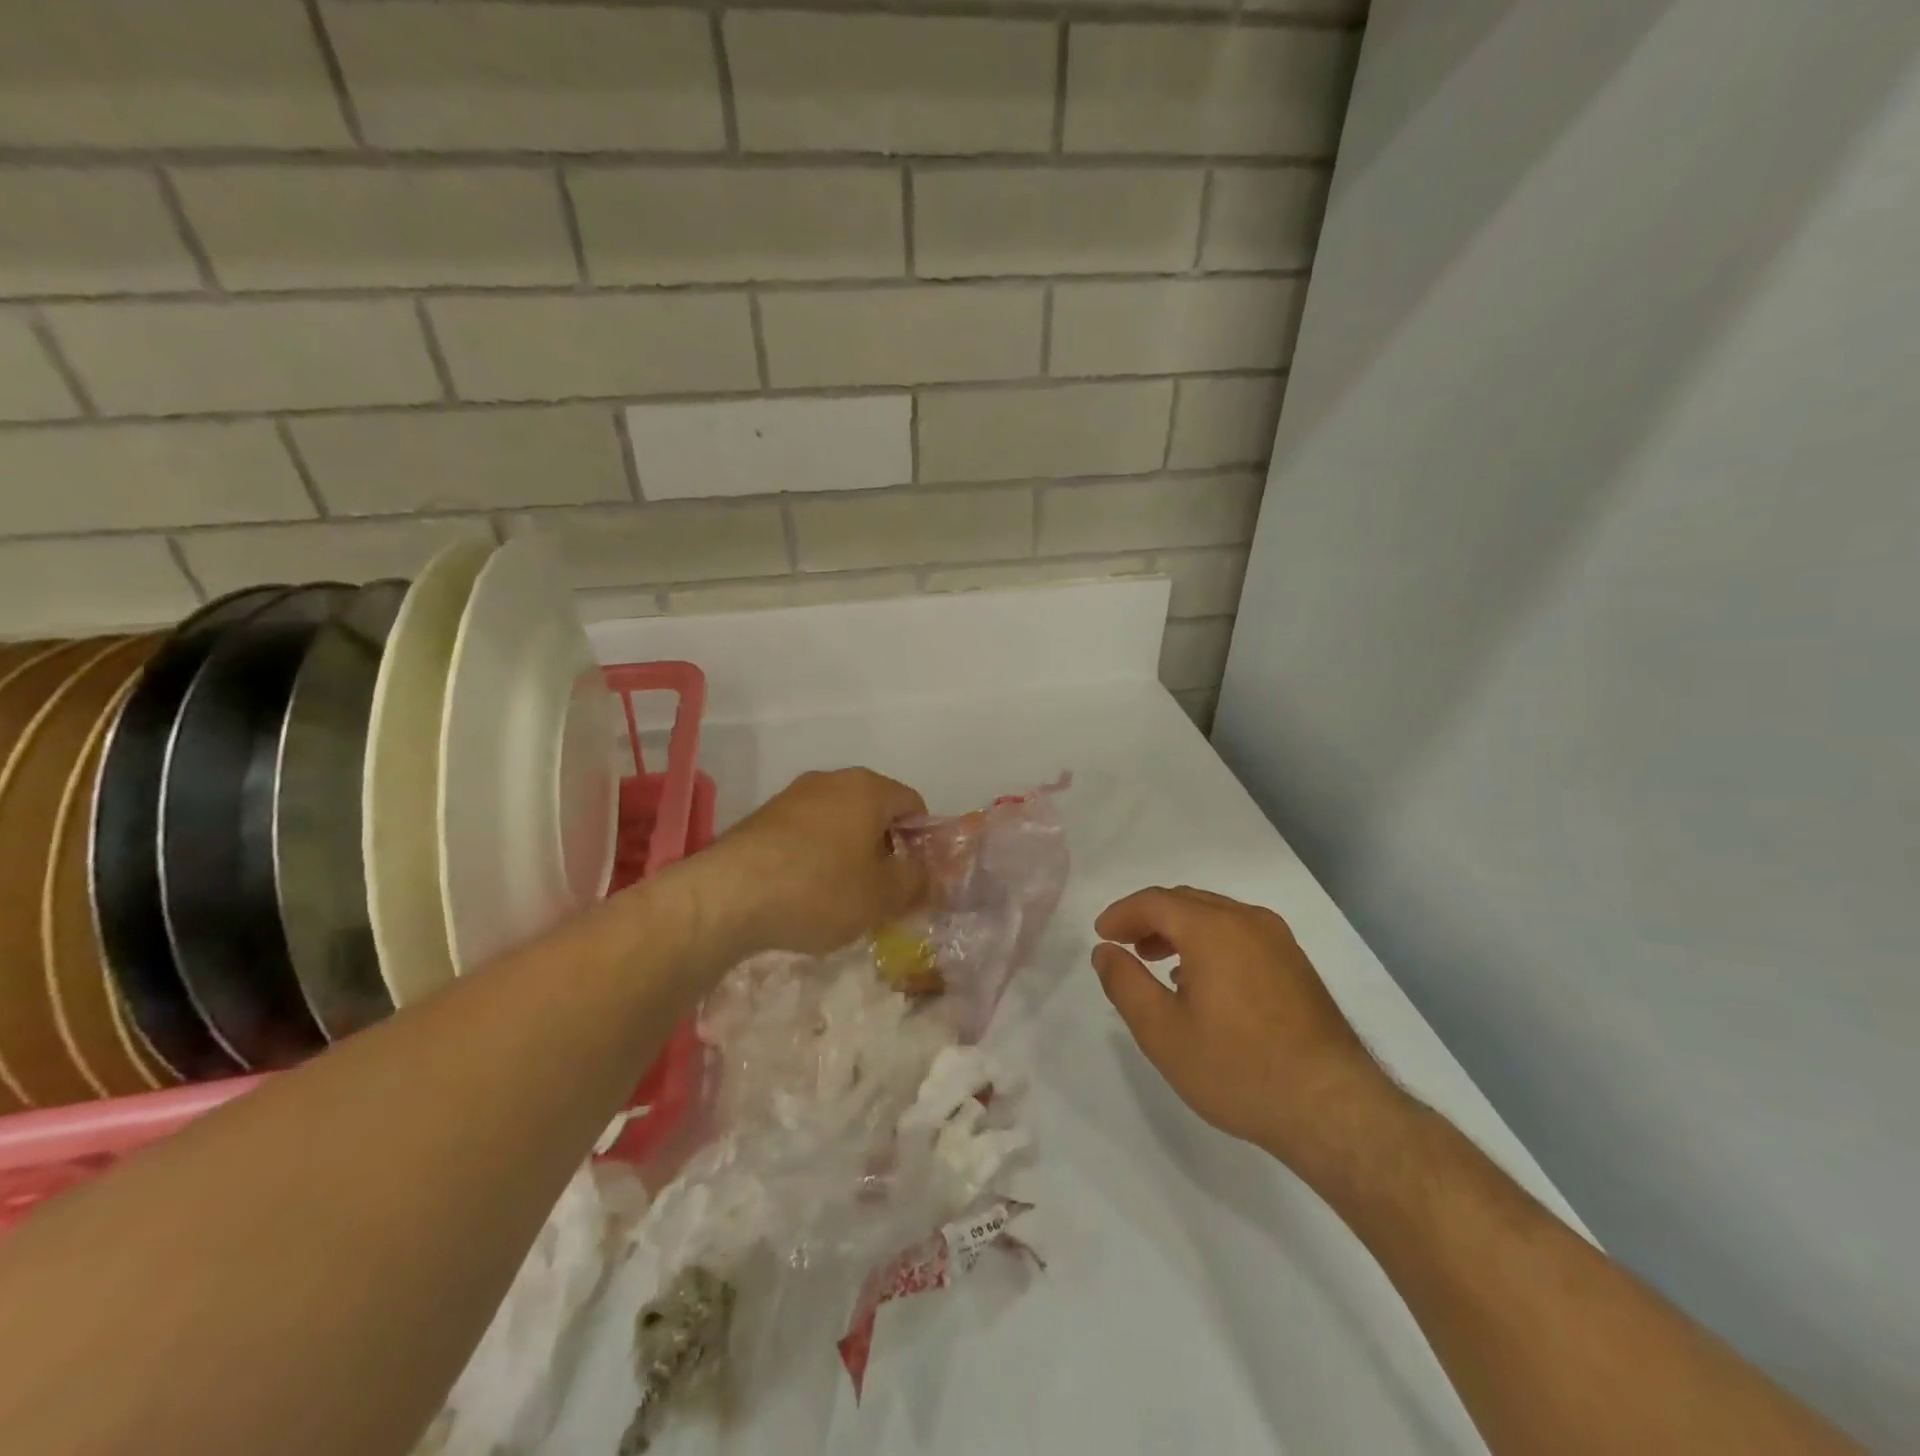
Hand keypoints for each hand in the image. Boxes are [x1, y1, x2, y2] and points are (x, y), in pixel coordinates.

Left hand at [702, 768, 927, 957]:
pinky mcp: (761, 819)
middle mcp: (831, 781)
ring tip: (841, 898)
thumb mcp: (883, 895)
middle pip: (874, 812)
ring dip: (848, 855)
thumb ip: (916, 881)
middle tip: (882, 893)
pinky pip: (805, 835)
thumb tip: (924, 874)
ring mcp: (792, 797)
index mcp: (868, 788)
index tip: (914, 879)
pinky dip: (815, 858)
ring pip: (838, 823)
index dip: (923, 842)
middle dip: (884, 850)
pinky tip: (804, 894)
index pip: (913, 804)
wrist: (727, 896)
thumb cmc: (820, 889)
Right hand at [1092, 886, 1399, 1178]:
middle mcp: (1249, 921)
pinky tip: (1203, 982)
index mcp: (1213, 928)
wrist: (1333, 1109)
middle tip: (1124, 946)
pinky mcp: (1297, 966)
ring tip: (1158, 963)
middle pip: (1187, 902)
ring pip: (1216, 917)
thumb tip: (1105, 951)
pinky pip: (1241, 936)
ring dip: (1180, 931)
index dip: (1122, 914)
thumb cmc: (1237, 1068)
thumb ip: (1125, 983)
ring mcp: (1279, 942)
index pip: (1155, 901)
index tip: (1101, 935)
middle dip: (1150, 919)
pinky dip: (1210, 944)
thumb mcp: (1162, 1032)